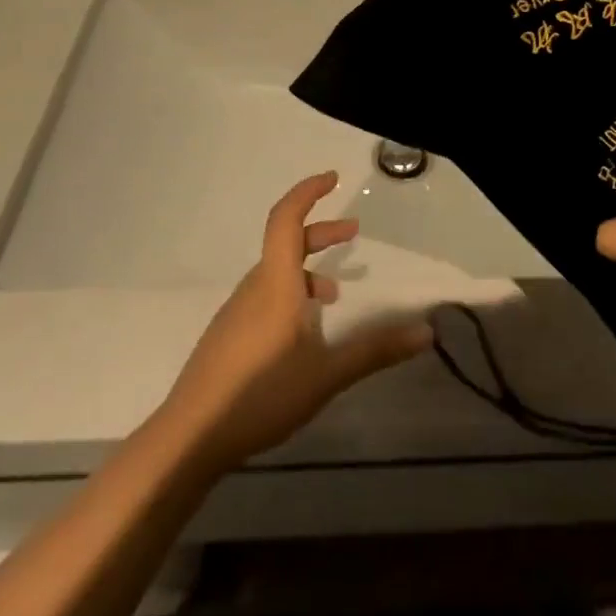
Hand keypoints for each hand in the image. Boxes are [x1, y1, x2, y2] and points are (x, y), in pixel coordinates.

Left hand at [164, 172, 432, 466]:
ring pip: (275, 273)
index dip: (307, 193)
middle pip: (285, 243)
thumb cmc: (261, 395)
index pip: (287, 220)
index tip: (332, 178)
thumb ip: (376, 350)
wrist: (189, 437)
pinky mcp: (227, 337)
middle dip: (321, 233)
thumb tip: (426, 332)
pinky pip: (263, 296)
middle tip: (354, 234)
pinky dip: (290, 294)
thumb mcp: (327, 374)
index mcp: (276, 284)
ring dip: (307, 269)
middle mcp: (253, 289)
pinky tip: (301, 333)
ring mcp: (235, 313)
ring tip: (334, 296)